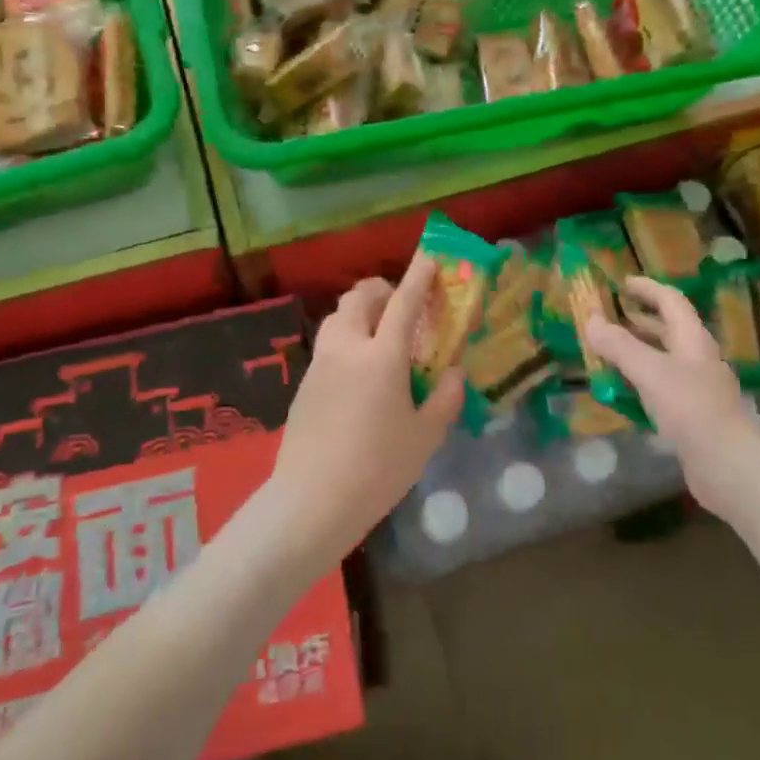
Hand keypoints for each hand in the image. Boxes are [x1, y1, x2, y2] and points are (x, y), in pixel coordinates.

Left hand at [268, 253, 464, 562]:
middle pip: (360, 297)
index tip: (431, 258)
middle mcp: (347, 348)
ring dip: (361, 311)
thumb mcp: (424, 438)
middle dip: (383, 290)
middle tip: (403, 308)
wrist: (311, 501)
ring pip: (338, 316)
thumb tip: (454, 373)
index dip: (419, 276)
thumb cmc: (377, 469)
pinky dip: (347, 337)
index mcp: (381, 356)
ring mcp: (320, 363)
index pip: (403, 302)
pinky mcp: (304, 381)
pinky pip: (329, 342)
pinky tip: (359, 372)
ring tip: (381, 337)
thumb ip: (444, 399)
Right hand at [587, 276, 759, 516]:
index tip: (622, 283)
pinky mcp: (690, 417)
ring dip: (635, 353)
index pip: (671, 301)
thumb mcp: (650, 371)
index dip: (648, 288)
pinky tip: (620, 394)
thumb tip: (590, 319)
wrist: (730, 467)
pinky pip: (659, 390)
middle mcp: (696, 359)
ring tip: (604, 353)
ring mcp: (695, 390)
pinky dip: (638, 384)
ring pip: (661, 361)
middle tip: (607, 317)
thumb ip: (619, 345)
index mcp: (692, 340)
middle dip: (638, 321)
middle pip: (667, 331)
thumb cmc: (692, 408)